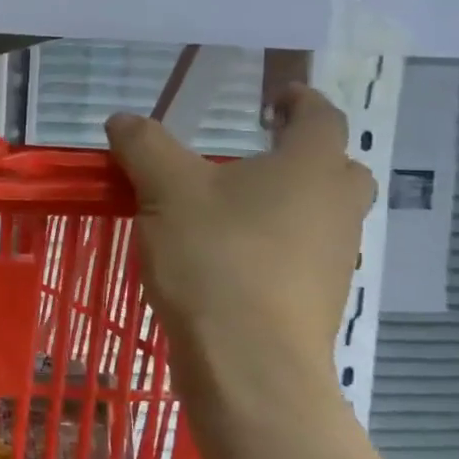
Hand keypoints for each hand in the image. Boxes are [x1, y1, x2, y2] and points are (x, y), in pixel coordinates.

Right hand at [106, 83, 370, 395]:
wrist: (249, 362)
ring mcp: (334, 258)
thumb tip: (122, 120)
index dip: (299, 101)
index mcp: (310, 167)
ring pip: (321, 215)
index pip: (321, 117)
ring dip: (289, 203)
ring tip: (233, 208)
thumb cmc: (215, 258)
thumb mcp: (166, 191)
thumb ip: (144, 147)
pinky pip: (303, 255)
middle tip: (260, 154)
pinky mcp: (317, 300)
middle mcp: (336, 207)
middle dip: (304, 155)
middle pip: (336, 168)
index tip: (277, 97)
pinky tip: (230, 258)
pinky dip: (276, 245)